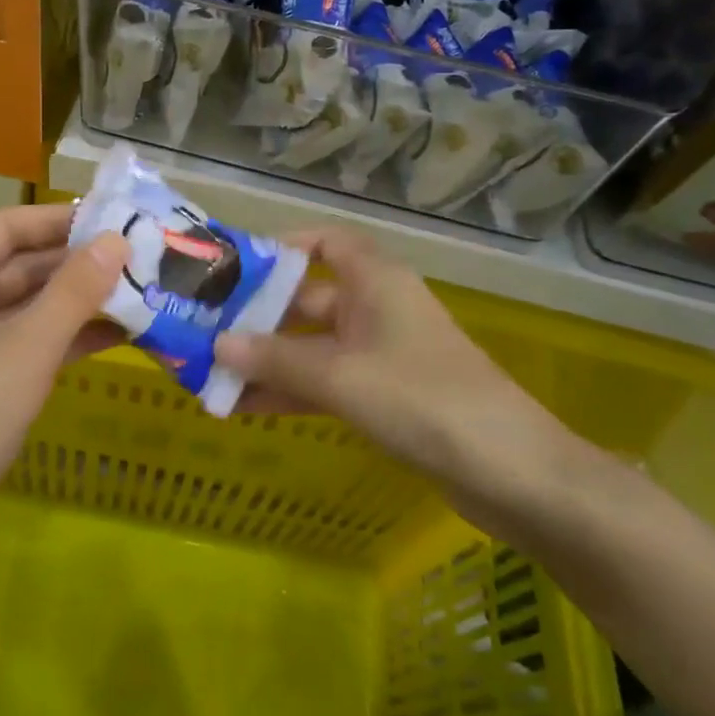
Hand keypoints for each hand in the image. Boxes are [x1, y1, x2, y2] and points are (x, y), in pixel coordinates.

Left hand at [0, 205, 128, 591]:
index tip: (113, 218)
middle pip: (15, 267)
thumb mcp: (27, 346)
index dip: (58, 219)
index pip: (4, 228)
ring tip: (138, 294)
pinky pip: (23, 348)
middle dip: (74, 263)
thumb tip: (116, 241)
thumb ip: (74, 291)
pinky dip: (63, 341)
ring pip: (23, 311)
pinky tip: (113, 339)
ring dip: (75, 304)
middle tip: (137, 258)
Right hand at [213, 228, 582, 541]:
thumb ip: (275, 359)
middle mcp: (376, 307)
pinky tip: (247, 407)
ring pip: (313, 346)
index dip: (282, 248)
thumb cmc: (422, 399)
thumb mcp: (340, 375)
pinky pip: (327, 382)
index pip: (326, 242)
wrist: (511, 473)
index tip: (235, 267)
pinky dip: (292, 390)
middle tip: (204, 328)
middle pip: (308, 299)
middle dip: (258, 315)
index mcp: (375, 281)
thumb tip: (216, 344)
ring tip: (211, 374)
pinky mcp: (385, 396)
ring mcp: (381, 354)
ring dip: (268, 360)